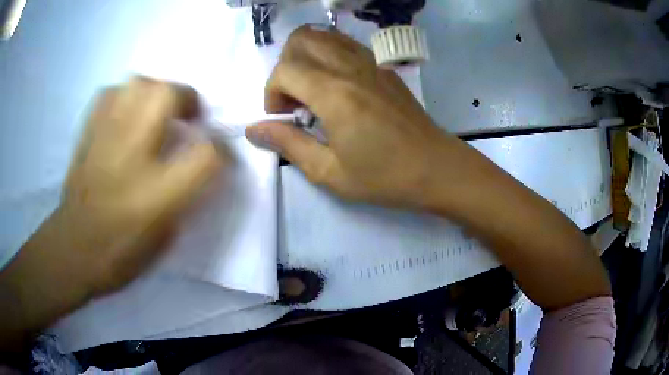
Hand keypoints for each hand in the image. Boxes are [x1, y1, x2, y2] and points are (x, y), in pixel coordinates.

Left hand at [58, 77, 222, 293]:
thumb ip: (185, 196)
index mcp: (156, 194)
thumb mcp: (165, 237)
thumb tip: (195, 166)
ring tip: (157, 110)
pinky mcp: (87, 133)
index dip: (221, 150)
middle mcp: (131, 155)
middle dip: (187, 98)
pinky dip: (124, 97)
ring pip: (138, 83)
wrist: (73, 249)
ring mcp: (106, 138)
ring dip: (156, 91)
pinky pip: (110, 94)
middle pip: (167, 95)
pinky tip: (126, 114)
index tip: (219, 154)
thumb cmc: (120, 253)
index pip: (206, 155)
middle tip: (188, 115)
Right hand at [246, 26, 462, 208]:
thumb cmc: (385, 177)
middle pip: (301, 39)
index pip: (285, 69)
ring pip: (324, 36)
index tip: (283, 118)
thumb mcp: (329, 172)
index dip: (272, 93)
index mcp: (335, 94)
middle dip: (285, 66)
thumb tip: (253, 129)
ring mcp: (370, 62)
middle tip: (295, 100)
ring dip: (306, 57)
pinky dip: (328, 55)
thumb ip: (288, 144)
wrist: (436, 168)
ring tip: (313, 91)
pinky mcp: (383, 66)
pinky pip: (345, 44)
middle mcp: (350, 67)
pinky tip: (335, 86)